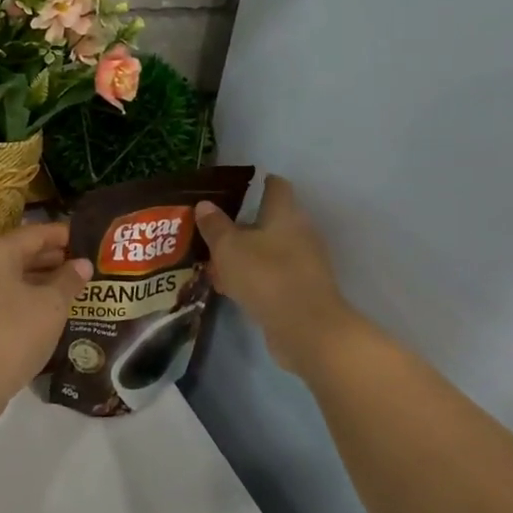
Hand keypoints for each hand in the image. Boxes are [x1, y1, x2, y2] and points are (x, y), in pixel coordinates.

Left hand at [0, 221, 92, 427]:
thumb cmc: (12, 334)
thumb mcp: (51, 306)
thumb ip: (68, 281)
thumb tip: (82, 264)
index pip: (35, 233)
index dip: (63, 235)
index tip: (88, 239)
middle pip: (21, 253)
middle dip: (53, 258)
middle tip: (85, 264)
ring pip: (12, 277)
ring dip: (41, 281)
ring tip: (73, 287)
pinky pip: (3, 297)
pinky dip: (26, 298)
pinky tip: (48, 311)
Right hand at [195, 175, 362, 371]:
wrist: (307, 330)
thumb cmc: (266, 276)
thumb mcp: (229, 247)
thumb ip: (215, 226)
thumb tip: (205, 204)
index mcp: (285, 214)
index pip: (276, 186)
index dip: (258, 182)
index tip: (234, 186)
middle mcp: (299, 233)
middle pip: (270, 220)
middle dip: (241, 223)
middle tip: (211, 226)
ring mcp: (303, 264)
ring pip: (268, 250)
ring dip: (244, 253)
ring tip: (212, 260)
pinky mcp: (300, 291)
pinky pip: (270, 275)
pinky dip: (251, 277)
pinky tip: (227, 287)